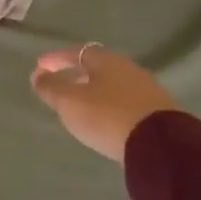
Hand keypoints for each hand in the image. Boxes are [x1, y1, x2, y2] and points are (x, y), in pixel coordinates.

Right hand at [30, 44, 178, 164]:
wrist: (162, 146)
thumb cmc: (107, 116)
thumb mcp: (70, 102)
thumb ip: (51, 88)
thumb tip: (38, 76)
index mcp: (106, 61)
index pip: (74, 53)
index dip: (54, 60)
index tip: (38, 68)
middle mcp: (128, 69)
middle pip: (95, 67)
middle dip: (75, 74)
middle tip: (59, 85)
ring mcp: (147, 89)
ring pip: (112, 84)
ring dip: (93, 90)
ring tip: (80, 104)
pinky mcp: (159, 112)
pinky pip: (125, 101)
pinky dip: (109, 104)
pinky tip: (105, 118)